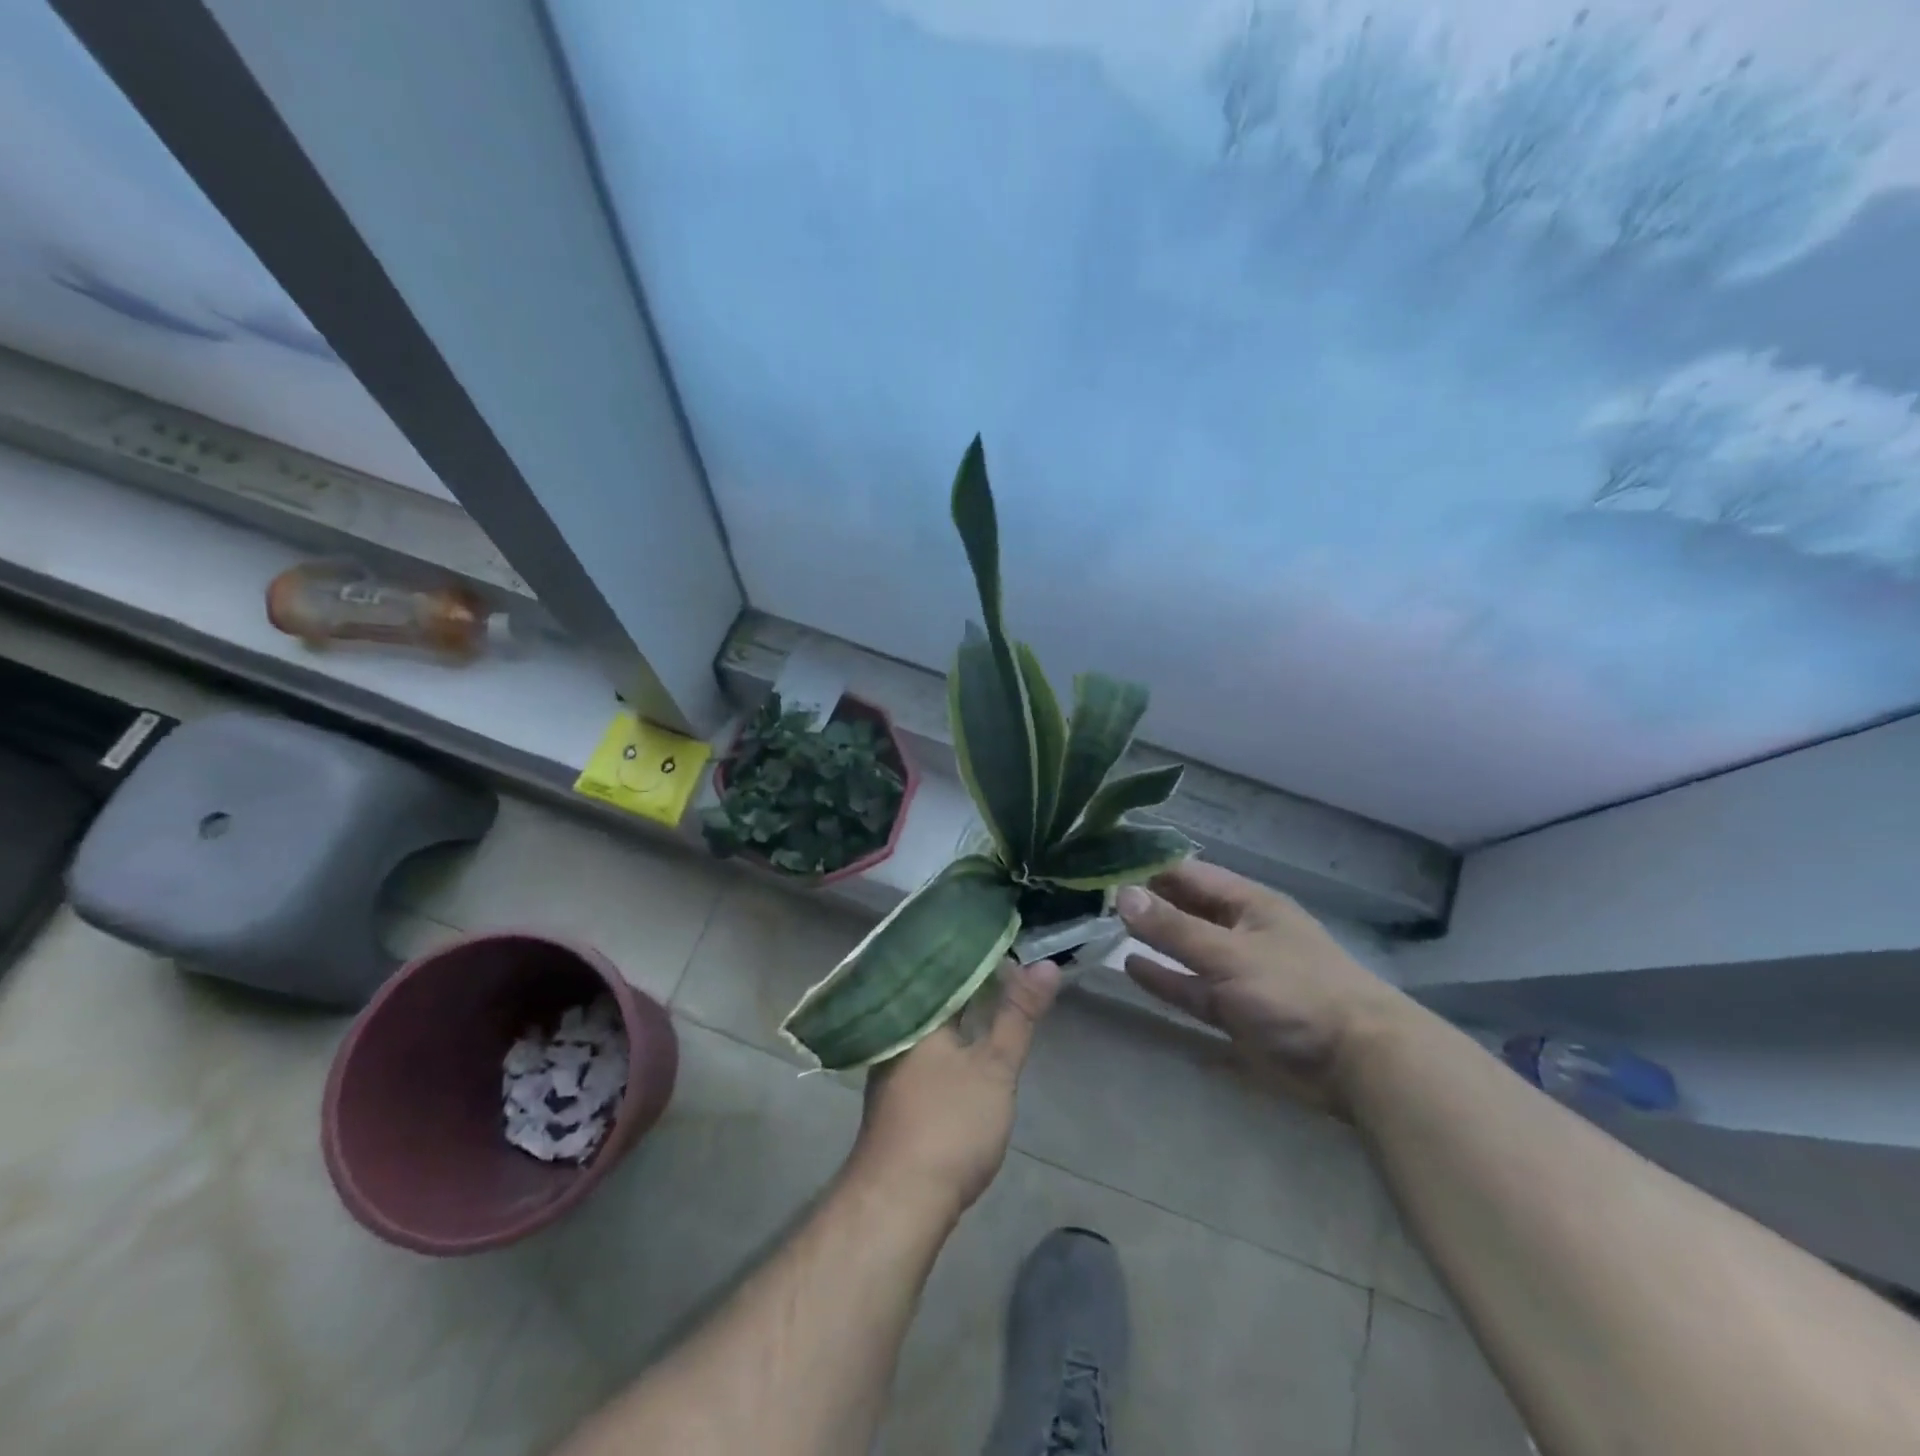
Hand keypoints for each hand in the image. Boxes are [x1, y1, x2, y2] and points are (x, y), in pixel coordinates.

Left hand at [845, 958, 1061, 1217]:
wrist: (899, 1201)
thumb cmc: (949, 1123)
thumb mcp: (995, 1066)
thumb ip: (1019, 1015)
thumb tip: (1047, 965)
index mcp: (917, 1011)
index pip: (948, 964)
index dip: (981, 951)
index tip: (1010, 938)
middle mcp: (900, 1027)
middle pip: (940, 990)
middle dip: (974, 978)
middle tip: (1013, 963)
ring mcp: (895, 1059)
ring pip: (934, 1017)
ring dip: (963, 1005)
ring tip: (999, 993)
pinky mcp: (900, 1088)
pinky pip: (929, 1042)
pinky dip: (953, 1032)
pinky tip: (970, 1038)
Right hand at [1118, 861, 1411, 1115]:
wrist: (1357, 1064)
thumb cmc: (1295, 991)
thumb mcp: (1229, 954)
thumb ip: (1173, 928)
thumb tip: (1121, 895)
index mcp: (1247, 903)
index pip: (1188, 873)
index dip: (1147, 868)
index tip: (1102, 865)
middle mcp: (1239, 930)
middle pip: (1184, 909)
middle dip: (1145, 903)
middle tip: (1091, 896)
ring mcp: (1236, 971)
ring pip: (1185, 948)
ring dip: (1151, 940)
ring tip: (1103, 928)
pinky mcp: (1234, 1010)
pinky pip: (1190, 987)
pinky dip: (1164, 978)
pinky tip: (1131, 968)